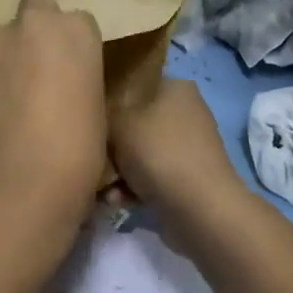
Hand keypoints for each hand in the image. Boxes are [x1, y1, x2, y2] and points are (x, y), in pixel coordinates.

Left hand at [0, 0, 107, 223]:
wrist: (19, 185)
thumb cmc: (77, 152)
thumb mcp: (96, 107)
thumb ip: (78, 78)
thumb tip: (63, 85)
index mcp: (76, 30)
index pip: (78, 22)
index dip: (73, 47)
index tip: (73, 74)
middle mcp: (32, 22)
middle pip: (36, 5)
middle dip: (37, 28)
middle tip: (38, 71)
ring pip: (1, 38)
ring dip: (6, 58)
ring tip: (7, 103)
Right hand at [108, 80, 245, 220]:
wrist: (200, 209)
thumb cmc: (158, 153)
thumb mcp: (119, 122)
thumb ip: (104, 112)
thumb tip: (99, 113)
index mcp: (176, 87)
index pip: (136, 83)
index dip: (110, 99)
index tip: (91, 118)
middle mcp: (186, 111)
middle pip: (136, 121)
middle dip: (113, 144)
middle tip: (97, 157)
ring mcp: (190, 146)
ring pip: (142, 152)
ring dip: (121, 171)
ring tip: (106, 189)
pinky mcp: (189, 177)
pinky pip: (153, 176)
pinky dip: (135, 188)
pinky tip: (119, 201)